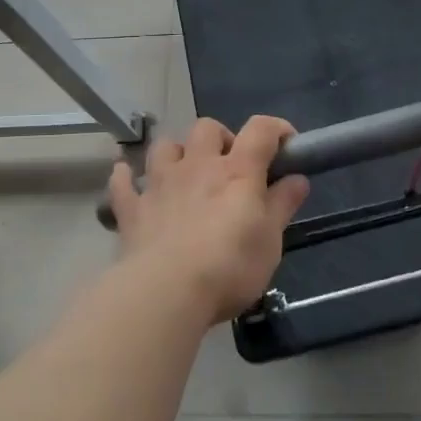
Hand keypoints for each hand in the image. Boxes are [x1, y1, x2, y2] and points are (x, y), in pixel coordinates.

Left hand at [106, 116, 309, 323]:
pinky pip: (123, 182)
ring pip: (165, 145)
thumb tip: (298, 179)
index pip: (260, 130)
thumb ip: (283, 205)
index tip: (287, 145)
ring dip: (177, 152)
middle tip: (230, 166)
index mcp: (237, 171)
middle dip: (221, 138)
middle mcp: (197, 166)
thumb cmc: (229, 266)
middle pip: (207, 127)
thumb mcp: (270, 240)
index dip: (277, 129)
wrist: (165, 292)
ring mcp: (160, 184)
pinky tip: (129, 178)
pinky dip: (127, 177)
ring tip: (186, 172)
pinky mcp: (132, 209)